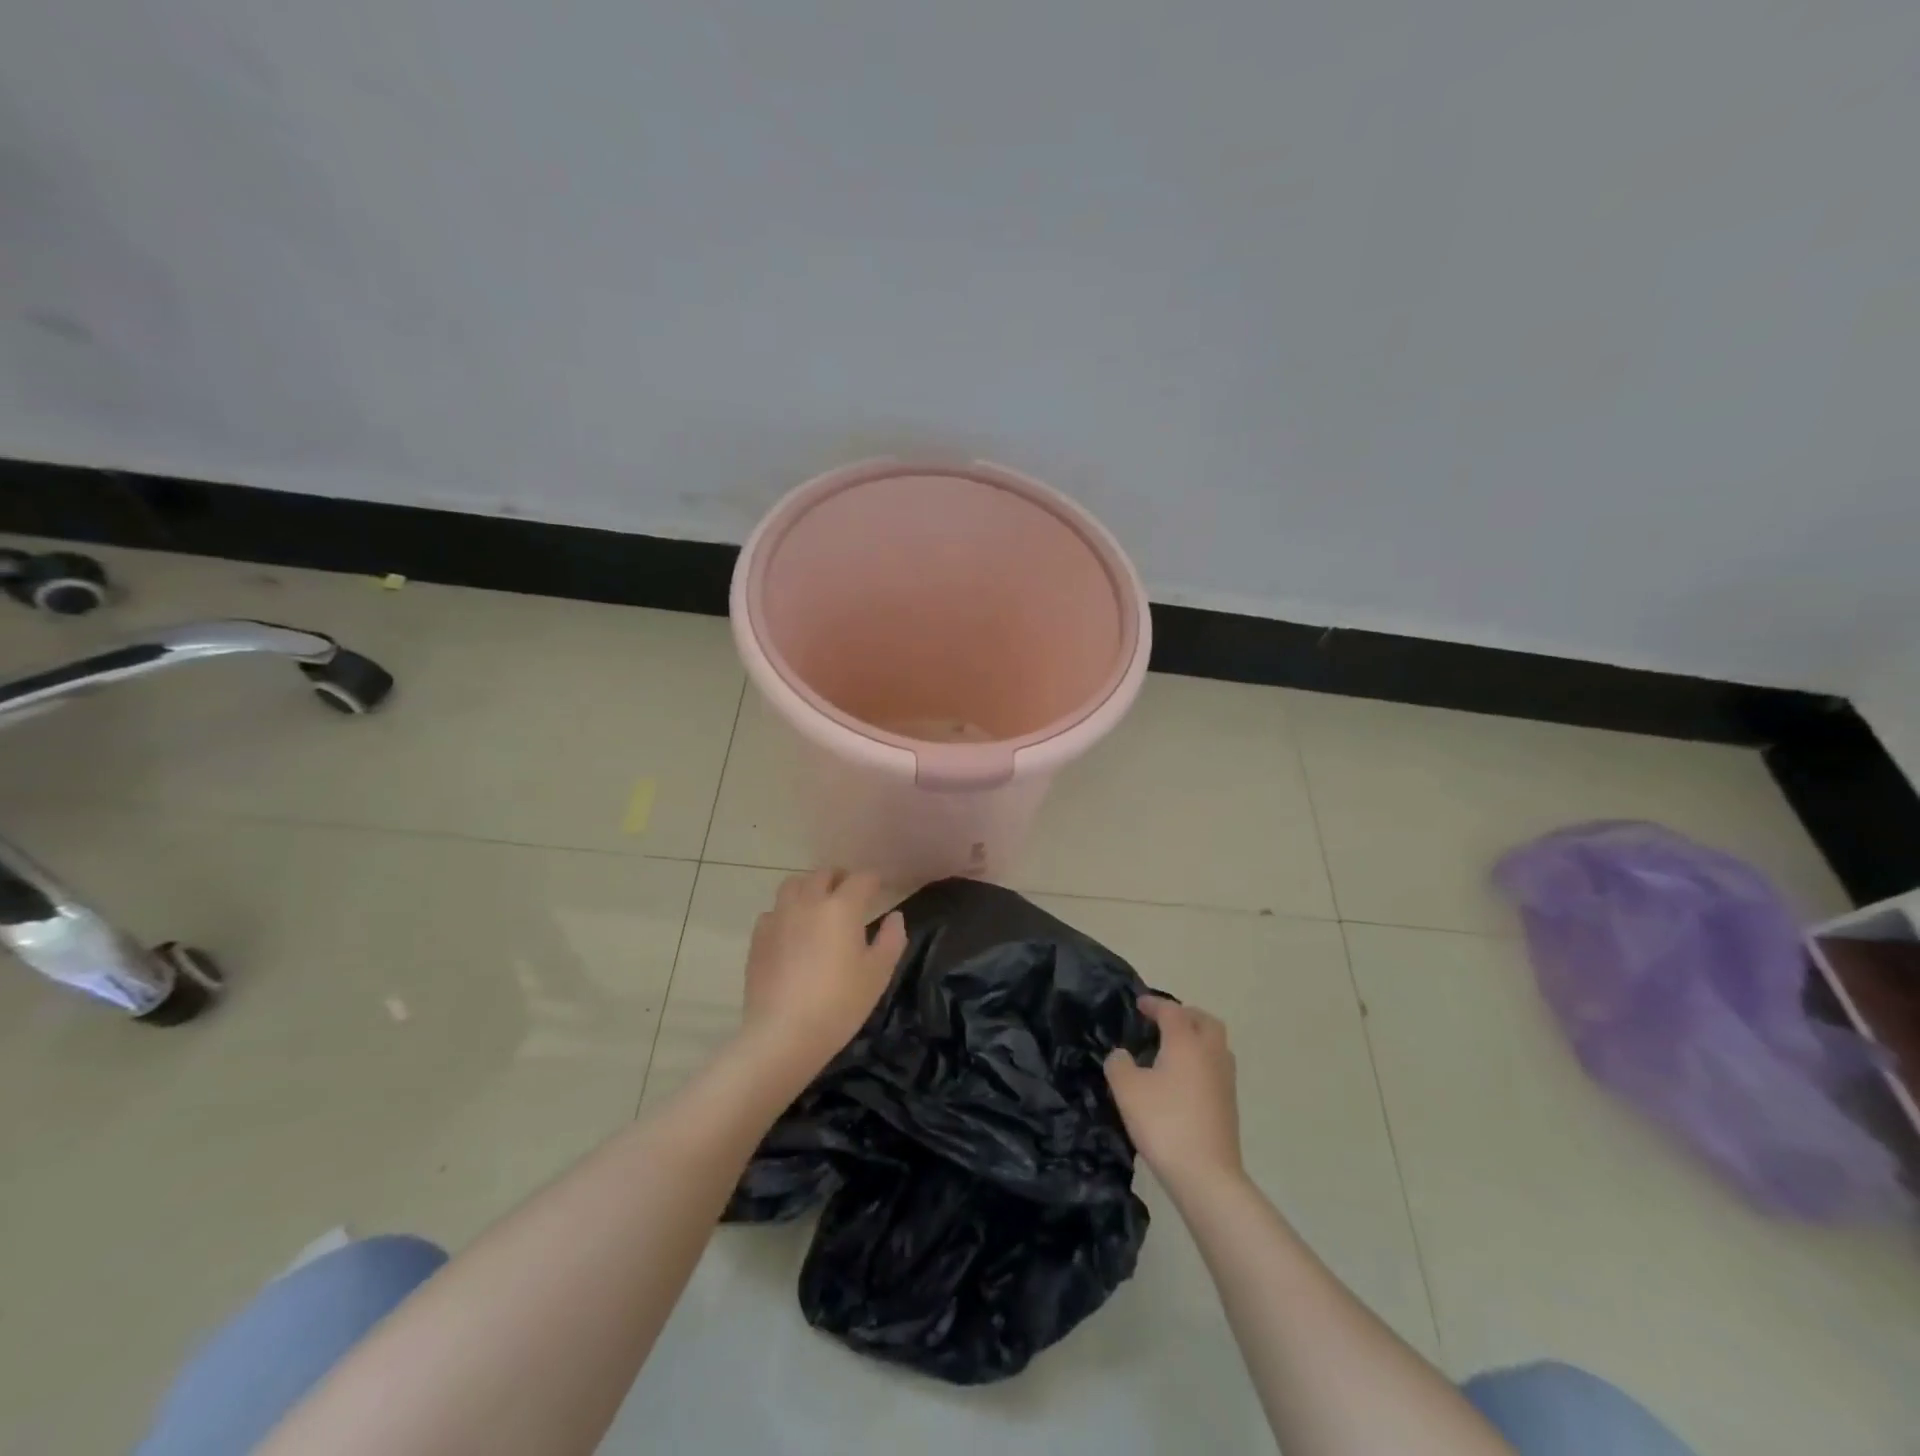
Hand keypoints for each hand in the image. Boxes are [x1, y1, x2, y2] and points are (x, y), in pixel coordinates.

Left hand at [740, 869, 906, 1072]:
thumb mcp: (878, 974)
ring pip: (793, 885)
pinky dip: (786, 913)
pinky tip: (791, 933)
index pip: (862, 879)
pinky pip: (773, 911)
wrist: (783, 1034)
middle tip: (850, 895)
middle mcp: (809, 902)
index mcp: (842, 907)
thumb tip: (894, 917)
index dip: (874, 881)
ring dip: (809, 888)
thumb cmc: (839, 1003)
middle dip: (840, 879)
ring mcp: (779, 917)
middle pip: (824, 874)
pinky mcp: (758, 937)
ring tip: (817, 906)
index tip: (881, 889)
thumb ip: (891, 940)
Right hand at [1105, 996, 1243, 1186]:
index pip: (1172, 1011)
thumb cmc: (1164, 1123)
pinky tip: (1183, 1079)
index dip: (1154, 1004)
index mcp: (1186, 1042)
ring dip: (1197, 1037)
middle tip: (1163, 1021)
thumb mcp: (1127, 1090)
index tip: (1139, 1004)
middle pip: (1204, 1021)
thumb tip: (1122, 1055)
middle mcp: (1210, 1054)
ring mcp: (1225, 1080)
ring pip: (1215, 1044)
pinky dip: (1201, 1061)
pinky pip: (1216, 1067)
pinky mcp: (1229, 1104)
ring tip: (1173, 1049)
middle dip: (1184, 1015)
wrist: (1206, 1175)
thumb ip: (1118, 1064)